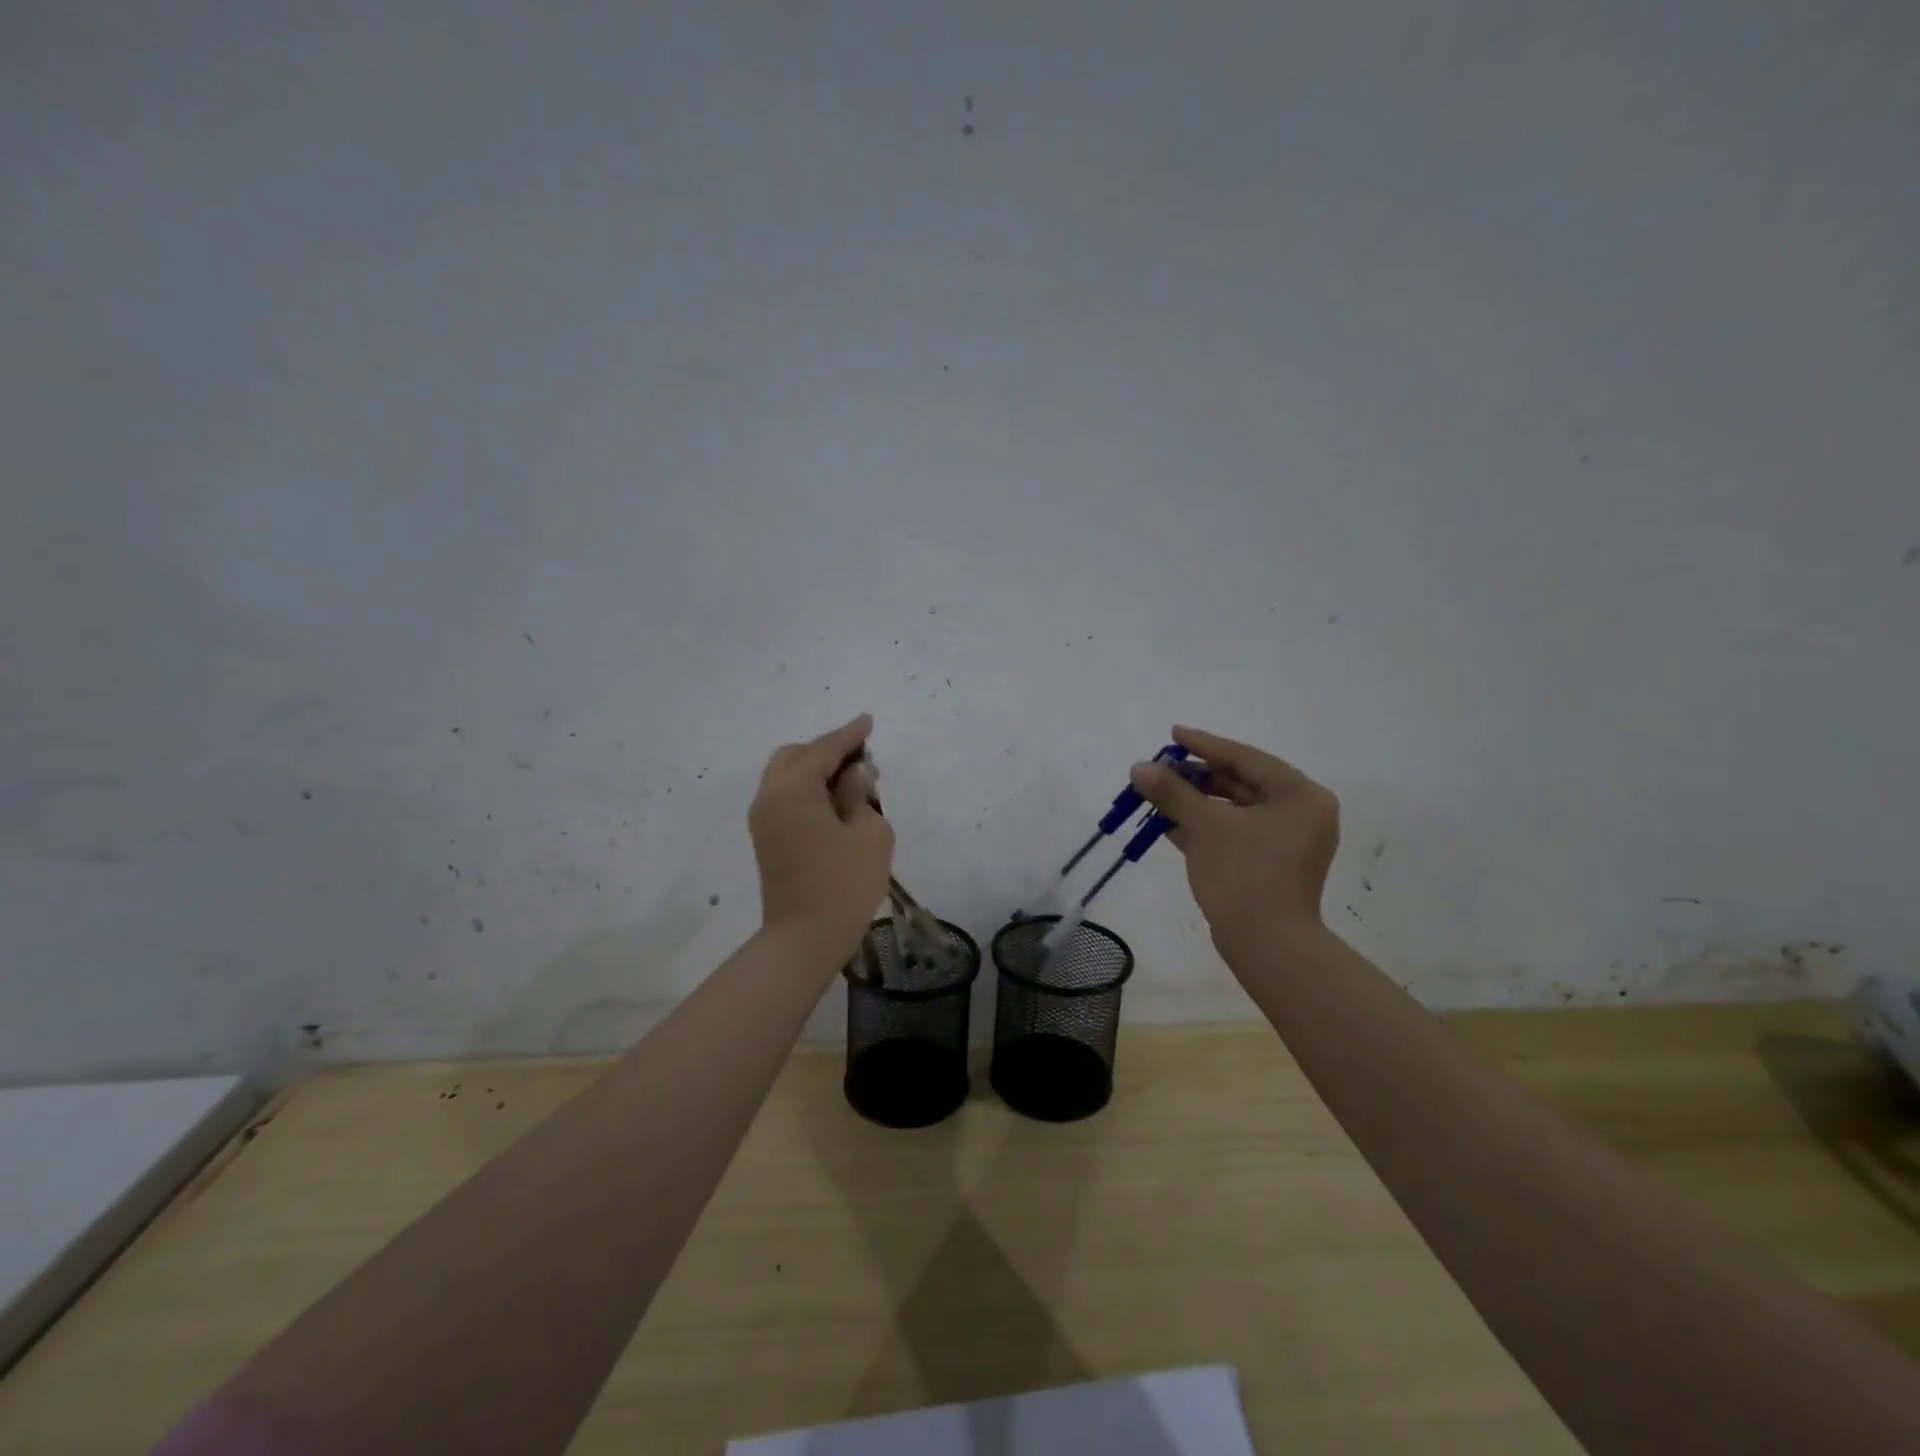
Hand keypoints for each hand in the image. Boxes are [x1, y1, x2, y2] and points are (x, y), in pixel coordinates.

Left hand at [748, 713, 894, 964]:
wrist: (804, 938)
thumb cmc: (844, 884)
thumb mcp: (869, 833)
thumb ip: (861, 794)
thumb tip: (854, 773)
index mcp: (793, 789)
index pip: (824, 750)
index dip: (850, 735)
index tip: (868, 721)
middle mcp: (770, 797)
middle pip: (795, 756)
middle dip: (827, 751)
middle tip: (861, 758)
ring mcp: (763, 820)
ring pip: (786, 776)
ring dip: (815, 770)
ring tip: (851, 781)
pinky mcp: (766, 840)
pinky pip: (784, 797)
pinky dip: (807, 789)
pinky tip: (834, 802)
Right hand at [1129, 725, 1339, 948]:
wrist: (1267, 946)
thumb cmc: (1244, 875)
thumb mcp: (1205, 826)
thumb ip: (1172, 791)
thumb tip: (1139, 767)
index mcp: (1299, 796)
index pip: (1245, 758)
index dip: (1205, 745)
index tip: (1173, 733)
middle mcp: (1301, 813)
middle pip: (1241, 782)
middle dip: (1196, 777)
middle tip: (1159, 768)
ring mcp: (1288, 841)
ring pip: (1235, 809)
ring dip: (1195, 802)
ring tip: (1158, 794)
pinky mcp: (1271, 864)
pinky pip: (1235, 832)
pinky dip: (1205, 826)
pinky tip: (1168, 823)